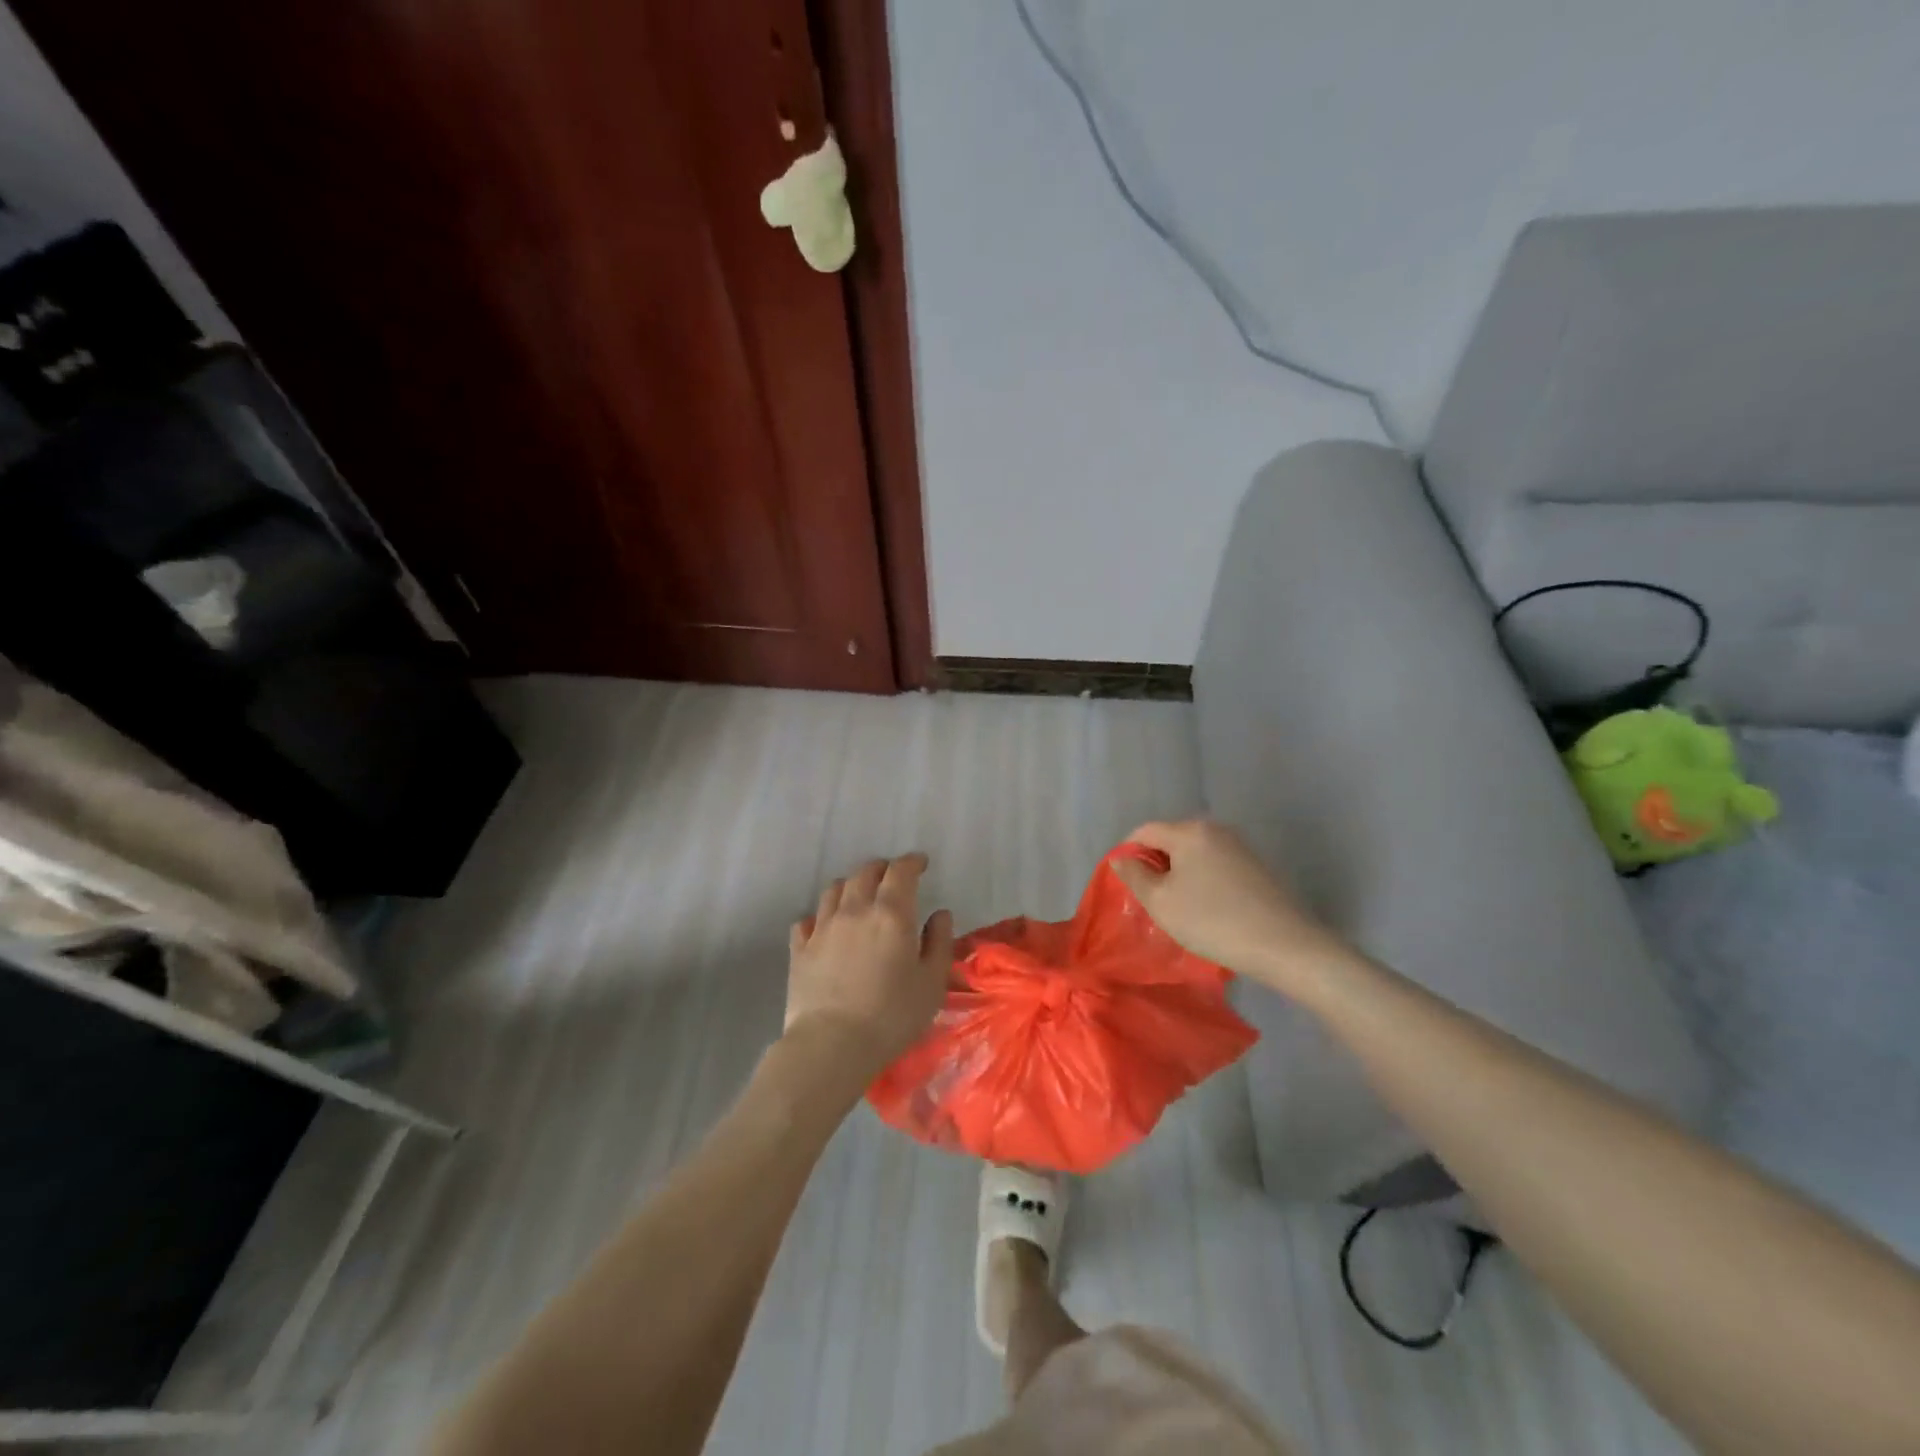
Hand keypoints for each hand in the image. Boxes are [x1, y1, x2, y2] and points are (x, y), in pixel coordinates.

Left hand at [786, 852, 954, 1077]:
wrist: (831, 1045)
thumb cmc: (891, 1016)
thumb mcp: (931, 983)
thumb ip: (939, 942)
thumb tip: (940, 913)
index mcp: (891, 914)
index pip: (901, 871)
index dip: (912, 862)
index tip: (921, 863)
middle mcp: (855, 910)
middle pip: (865, 873)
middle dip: (882, 868)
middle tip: (892, 877)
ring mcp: (822, 927)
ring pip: (834, 889)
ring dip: (851, 885)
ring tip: (860, 895)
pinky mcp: (800, 949)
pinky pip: (807, 919)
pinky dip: (820, 915)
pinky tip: (825, 925)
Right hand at [1110, 819, 1343, 993]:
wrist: (1284, 946)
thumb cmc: (1212, 921)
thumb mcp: (1161, 902)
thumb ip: (1134, 875)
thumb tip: (1120, 857)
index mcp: (1189, 831)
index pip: (1144, 831)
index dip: (1127, 853)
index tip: (1124, 884)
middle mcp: (1216, 829)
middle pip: (1170, 840)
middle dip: (1155, 865)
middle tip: (1149, 899)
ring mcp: (1240, 847)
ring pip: (1193, 854)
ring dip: (1179, 875)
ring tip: (1177, 908)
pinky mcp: (1256, 867)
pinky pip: (1215, 866)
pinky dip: (1202, 881)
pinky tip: (1206, 909)